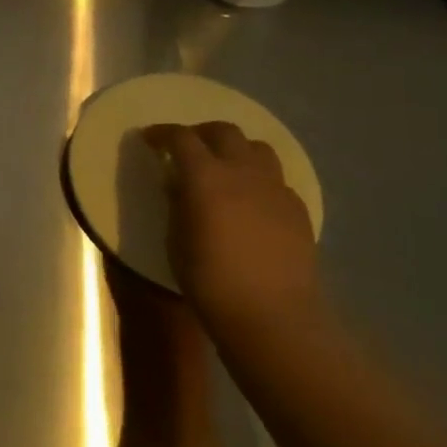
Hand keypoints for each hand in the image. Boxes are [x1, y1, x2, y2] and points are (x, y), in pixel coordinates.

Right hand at [142, 122, 322, 342]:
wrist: (272, 315)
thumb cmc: (209, 279)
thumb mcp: (175, 239)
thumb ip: (177, 203)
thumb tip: (178, 184)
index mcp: (205, 176)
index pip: (181, 138)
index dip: (162, 134)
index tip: (149, 139)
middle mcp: (243, 172)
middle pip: (224, 131)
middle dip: (201, 133)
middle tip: (186, 148)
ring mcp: (275, 189)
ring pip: (257, 148)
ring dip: (235, 149)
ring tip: (222, 167)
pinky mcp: (297, 209)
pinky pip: (276, 179)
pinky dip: (257, 178)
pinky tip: (249, 201)